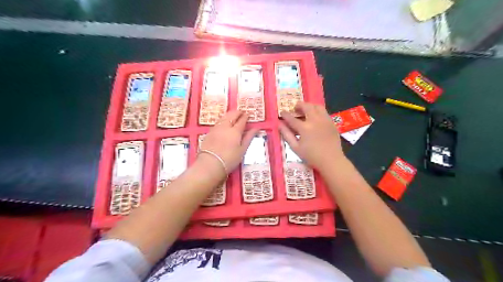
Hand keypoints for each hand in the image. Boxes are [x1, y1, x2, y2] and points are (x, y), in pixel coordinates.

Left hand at [199, 111, 256, 172]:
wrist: (210, 164)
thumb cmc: (229, 159)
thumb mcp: (242, 150)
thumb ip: (249, 137)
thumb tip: (256, 128)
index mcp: (235, 131)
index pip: (242, 120)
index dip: (245, 116)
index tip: (248, 115)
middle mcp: (225, 126)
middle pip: (232, 115)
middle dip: (237, 112)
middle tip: (242, 113)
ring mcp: (216, 128)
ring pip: (224, 117)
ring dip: (230, 114)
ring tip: (233, 116)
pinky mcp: (209, 132)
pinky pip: (218, 121)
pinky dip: (223, 119)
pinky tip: (224, 123)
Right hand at [279, 102, 345, 170]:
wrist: (331, 161)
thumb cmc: (311, 156)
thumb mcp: (296, 147)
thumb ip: (287, 134)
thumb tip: (279, 124)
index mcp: (305, 128)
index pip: (292, 118)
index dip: (285, 114)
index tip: (282, 112)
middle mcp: (315, 120)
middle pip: (306, 107)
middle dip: (299, 105)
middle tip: (295, 108)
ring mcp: (325, 120)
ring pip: (317, 106)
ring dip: (310, 106)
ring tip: (306, 110)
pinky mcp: (332, 122)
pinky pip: (324, 112)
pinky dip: (318, 111)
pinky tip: (315, 117)